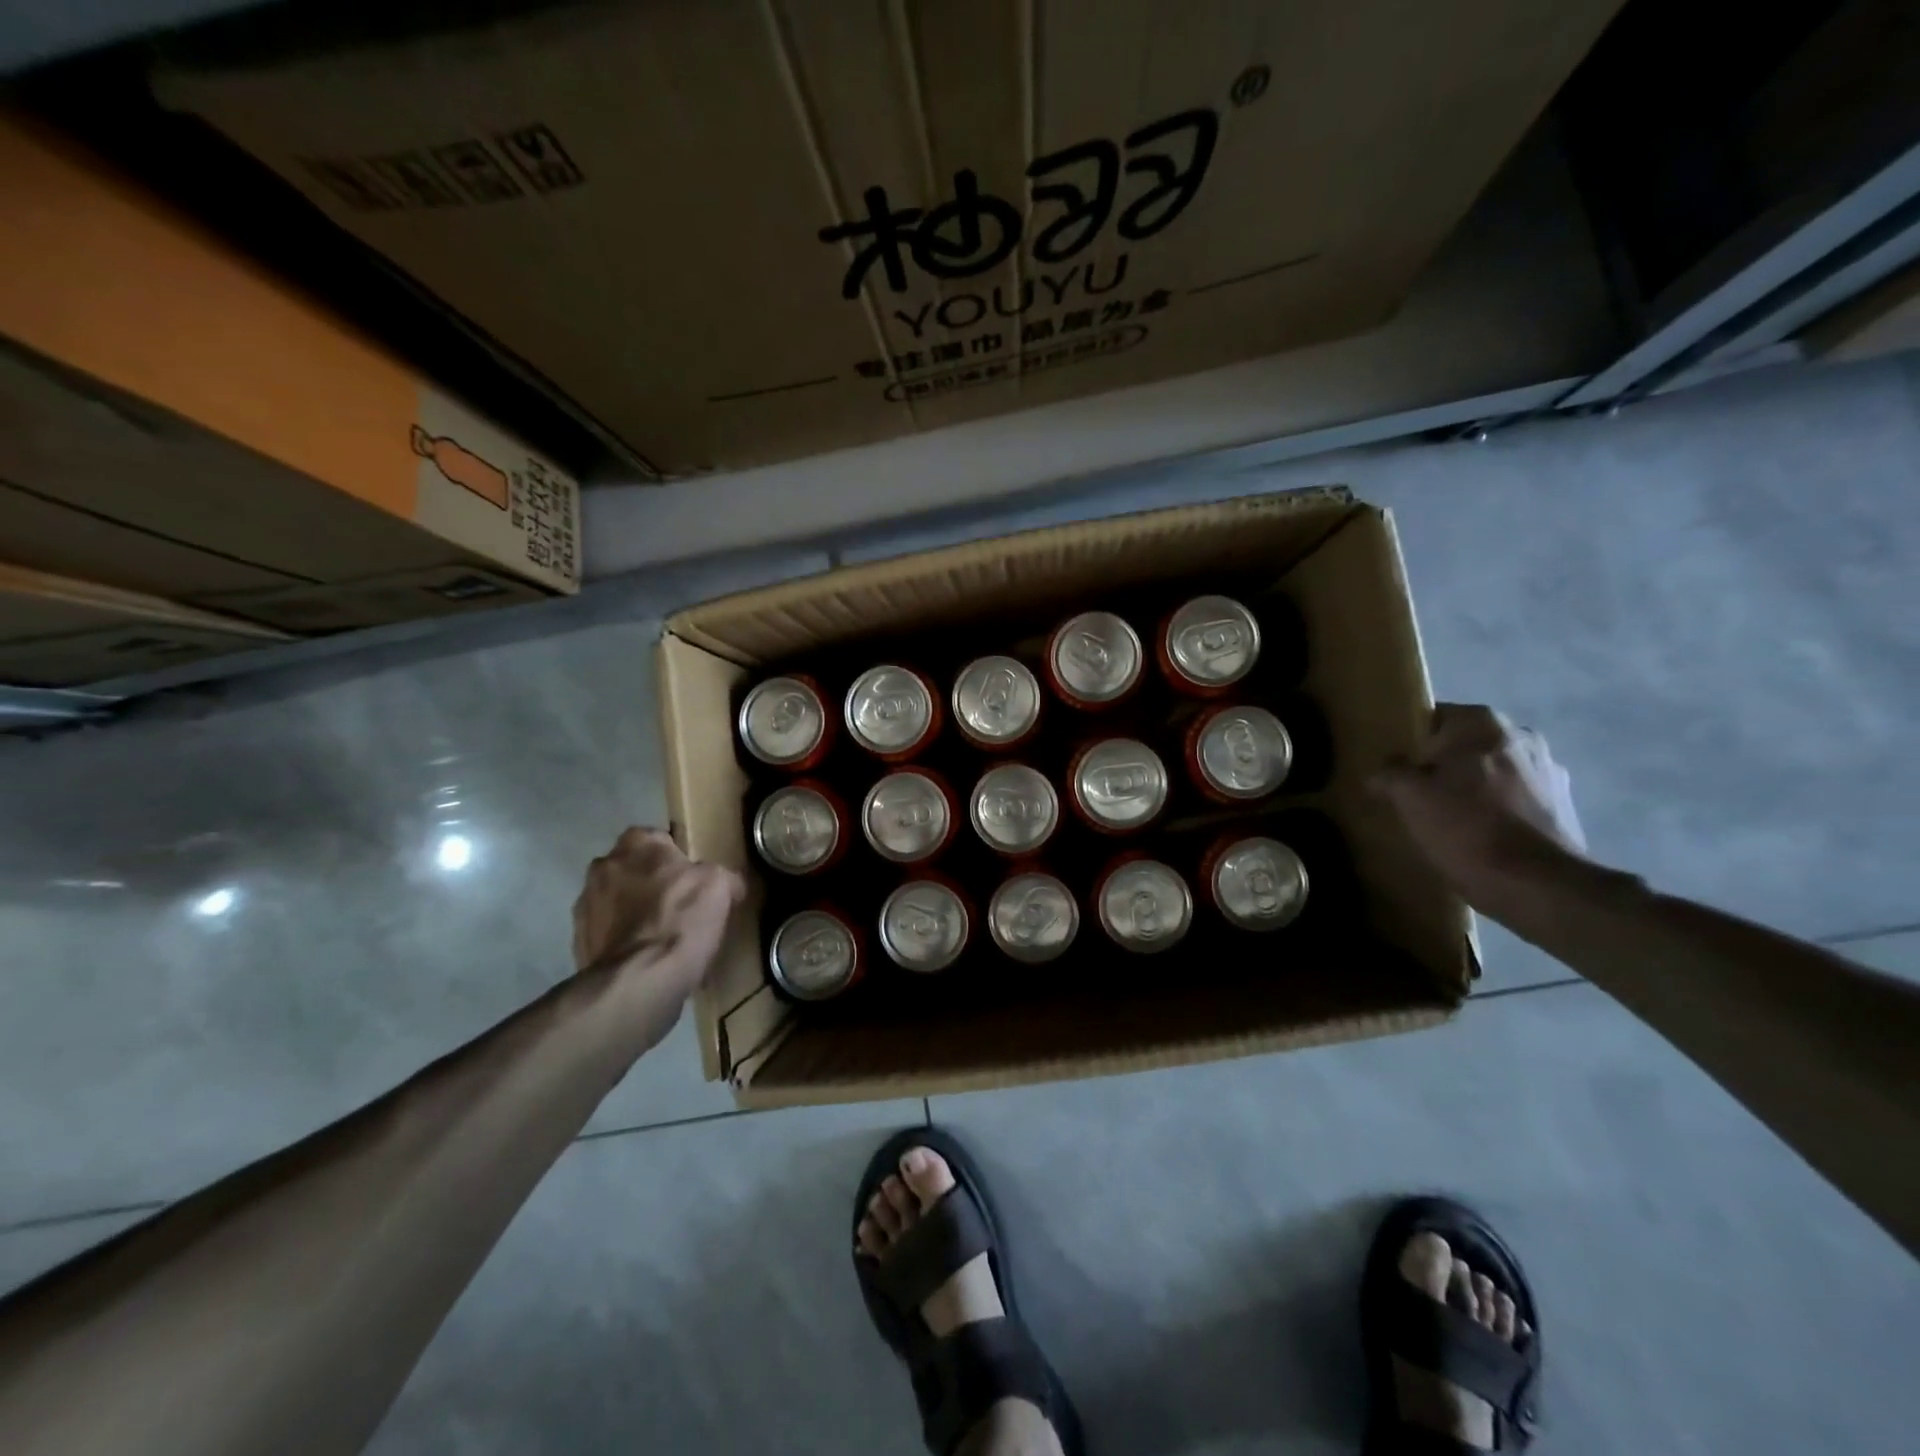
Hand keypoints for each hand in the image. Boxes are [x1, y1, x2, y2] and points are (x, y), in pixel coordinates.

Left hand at [572, 828, 743, 1007]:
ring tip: (660, 936)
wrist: (639, 980)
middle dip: (649, 881)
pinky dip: (622, 940)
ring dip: (632, 911)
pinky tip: (644, 957)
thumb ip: (722, 876)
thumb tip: (730, 885)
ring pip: (616, 900)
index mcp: (637, 844)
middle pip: (632, 868)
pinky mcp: (578, 942)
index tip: (692, 877)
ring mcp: (585, 905)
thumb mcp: (720, 886)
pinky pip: (607, 933)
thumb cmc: (681, 919)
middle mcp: (603, 866)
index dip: (675, 857)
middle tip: (678, 904)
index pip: (657, 838)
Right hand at [1370, 704, 1588, 918]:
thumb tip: (1380, 774)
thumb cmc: (1465, 828)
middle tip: (1415, 795)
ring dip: (1471, 788)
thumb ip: (1389, 774)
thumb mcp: (1408, 797)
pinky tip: (1479, 836)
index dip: (1409, 743)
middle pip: (1463, 745)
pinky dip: (1497, 810)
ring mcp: (1548, 770)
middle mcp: (1520, 735)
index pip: (1432, 718)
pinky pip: (1514, 797)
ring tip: (1447, 820)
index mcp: (1481, 723)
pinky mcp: (1563, 805)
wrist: (1537, 885)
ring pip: (1491, 771)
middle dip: (1442, 765)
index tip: (1394, 769)